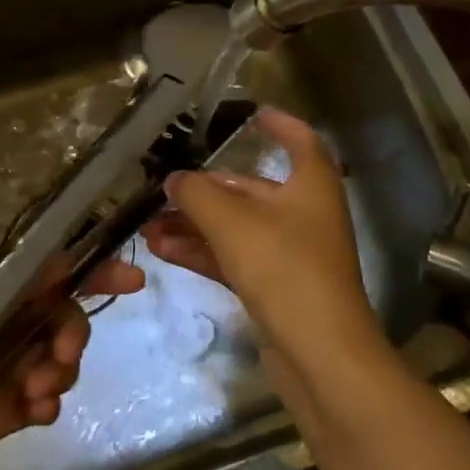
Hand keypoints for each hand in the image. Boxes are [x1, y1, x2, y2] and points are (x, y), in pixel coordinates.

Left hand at [0, 251, 144, 469]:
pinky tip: (36, 412)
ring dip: (58, 369)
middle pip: (52, 311)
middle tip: (64, 356)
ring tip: (39, 394)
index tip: (128, 280)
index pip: (36, 268)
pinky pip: (38, 396)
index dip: (83, 269)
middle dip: (68, 330)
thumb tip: (57, 262)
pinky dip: (46, 400)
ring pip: (51, 353)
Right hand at [142, 107, 382, 370]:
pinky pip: (234, 258)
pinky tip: (163, 250)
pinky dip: (203, 252)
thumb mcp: (233, 223)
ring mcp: (291, 253)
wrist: (321, 355)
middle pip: (253, 189)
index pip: (299, 139)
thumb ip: (198, 194)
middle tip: (164, 187)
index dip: (278, 124)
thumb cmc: (285, 269)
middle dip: (207, 189)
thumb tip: (174, 179)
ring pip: (237, 227)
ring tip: (148, 224)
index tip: (251, 113)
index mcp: (311, 184)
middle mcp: (305, 213)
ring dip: (195, 224)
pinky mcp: (276, 288)